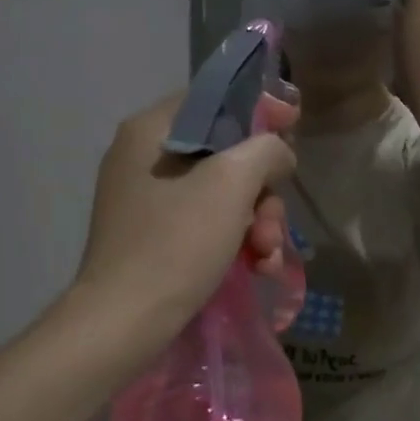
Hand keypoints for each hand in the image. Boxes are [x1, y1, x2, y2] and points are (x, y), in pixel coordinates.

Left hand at [74, 92, 297, 332]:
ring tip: (268, 257)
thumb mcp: (232, 183)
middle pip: (225, 153)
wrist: (124, 322)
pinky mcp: (153, 235)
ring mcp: (147, 198)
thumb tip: (278, 152)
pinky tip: (257, 268)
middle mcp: (144, 156)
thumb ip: (265, 149)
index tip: (295, 126)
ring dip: (256, 222)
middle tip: (275, 224)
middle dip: (261, 190)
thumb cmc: (177, 242)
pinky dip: (234, 240)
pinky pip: (204, 221)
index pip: (215, 99)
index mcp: (151, 129)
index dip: (260, 110)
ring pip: (220, 192)